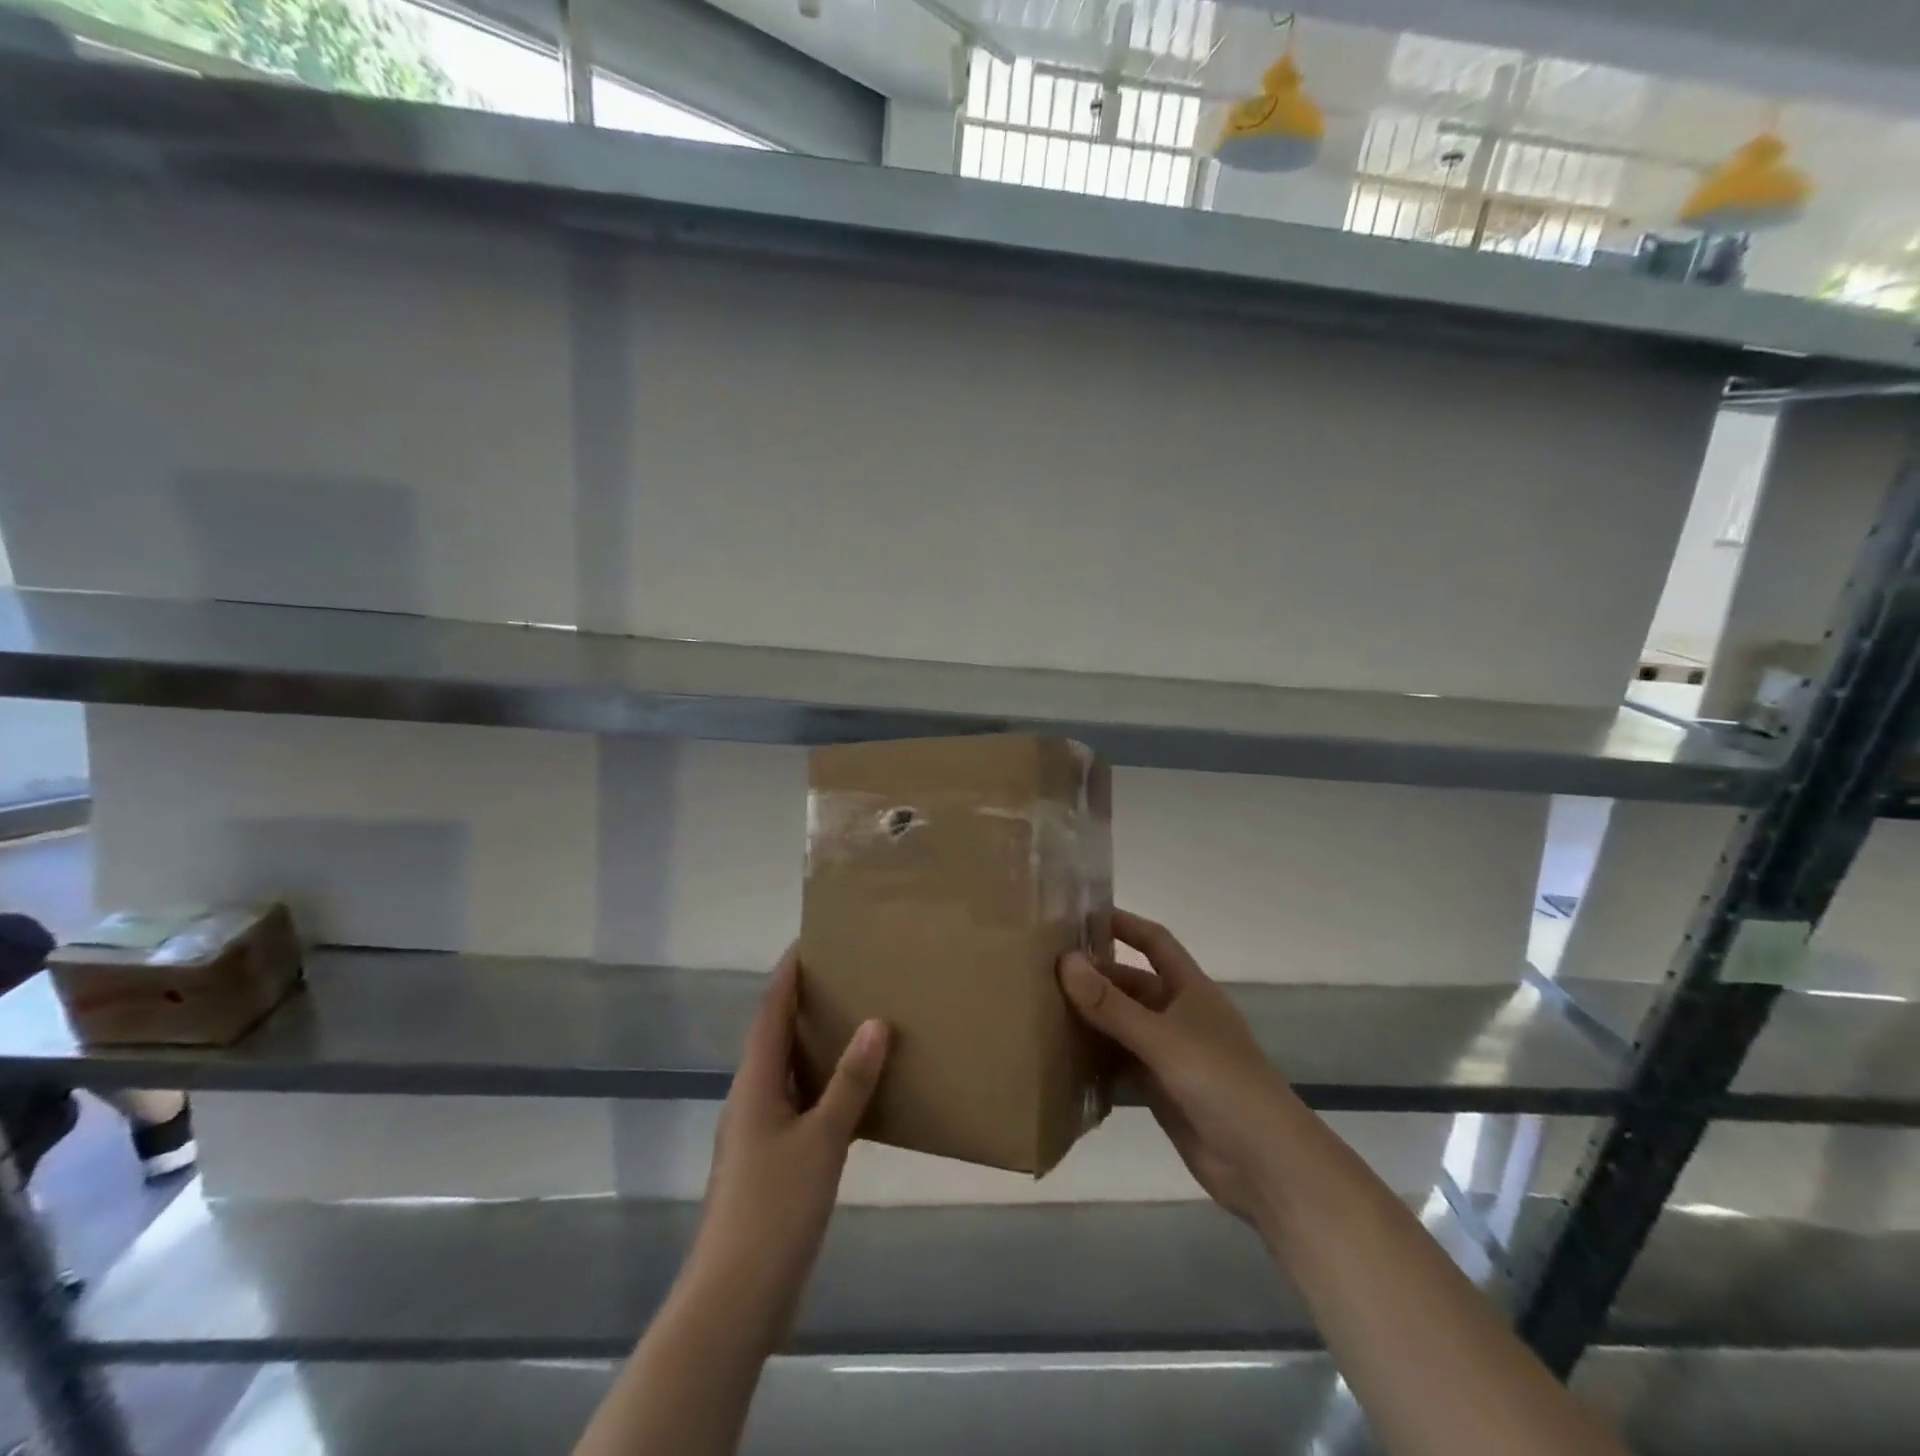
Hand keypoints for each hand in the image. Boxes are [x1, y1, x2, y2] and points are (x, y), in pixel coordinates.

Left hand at [693, 946, 887, 1343]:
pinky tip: (853, 1093)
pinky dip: (823, 1086)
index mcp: (754, 1084)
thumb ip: (849, 1082)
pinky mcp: (771, 1162)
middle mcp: (751, 1099)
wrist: (734, 1299)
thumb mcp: (821, 1140)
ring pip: (788, 1072)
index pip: (769, 1012)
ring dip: (814, 1044)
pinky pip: (799, 1104)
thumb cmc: (774, 1208)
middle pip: (775, 1037)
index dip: (787, 975)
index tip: (810, 941)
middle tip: (843, 975)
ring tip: (854, 1021)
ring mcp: (758, 1133)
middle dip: (803, 1003)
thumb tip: (875, 1022)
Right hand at [1059, 909, 1293, 1228]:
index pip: (1155, 942)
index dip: (1124, 925)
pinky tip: (1062, 1059)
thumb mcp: (1162, 1038)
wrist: (1264, 1163)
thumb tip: (1065, 960)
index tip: (1080, 916)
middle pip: (1131, 985)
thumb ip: (1111, 1004)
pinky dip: (1097, 1060)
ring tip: (1041, 1011)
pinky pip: (1121, 1064)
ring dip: (1091, 1019)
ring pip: (1123, 1025)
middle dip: (1094, 978)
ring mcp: (1170, 1054)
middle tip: (1043, 973)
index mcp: (1189, 989)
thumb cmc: (1220, 1082)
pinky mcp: (1161, 1090)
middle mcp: (1178, 1015)